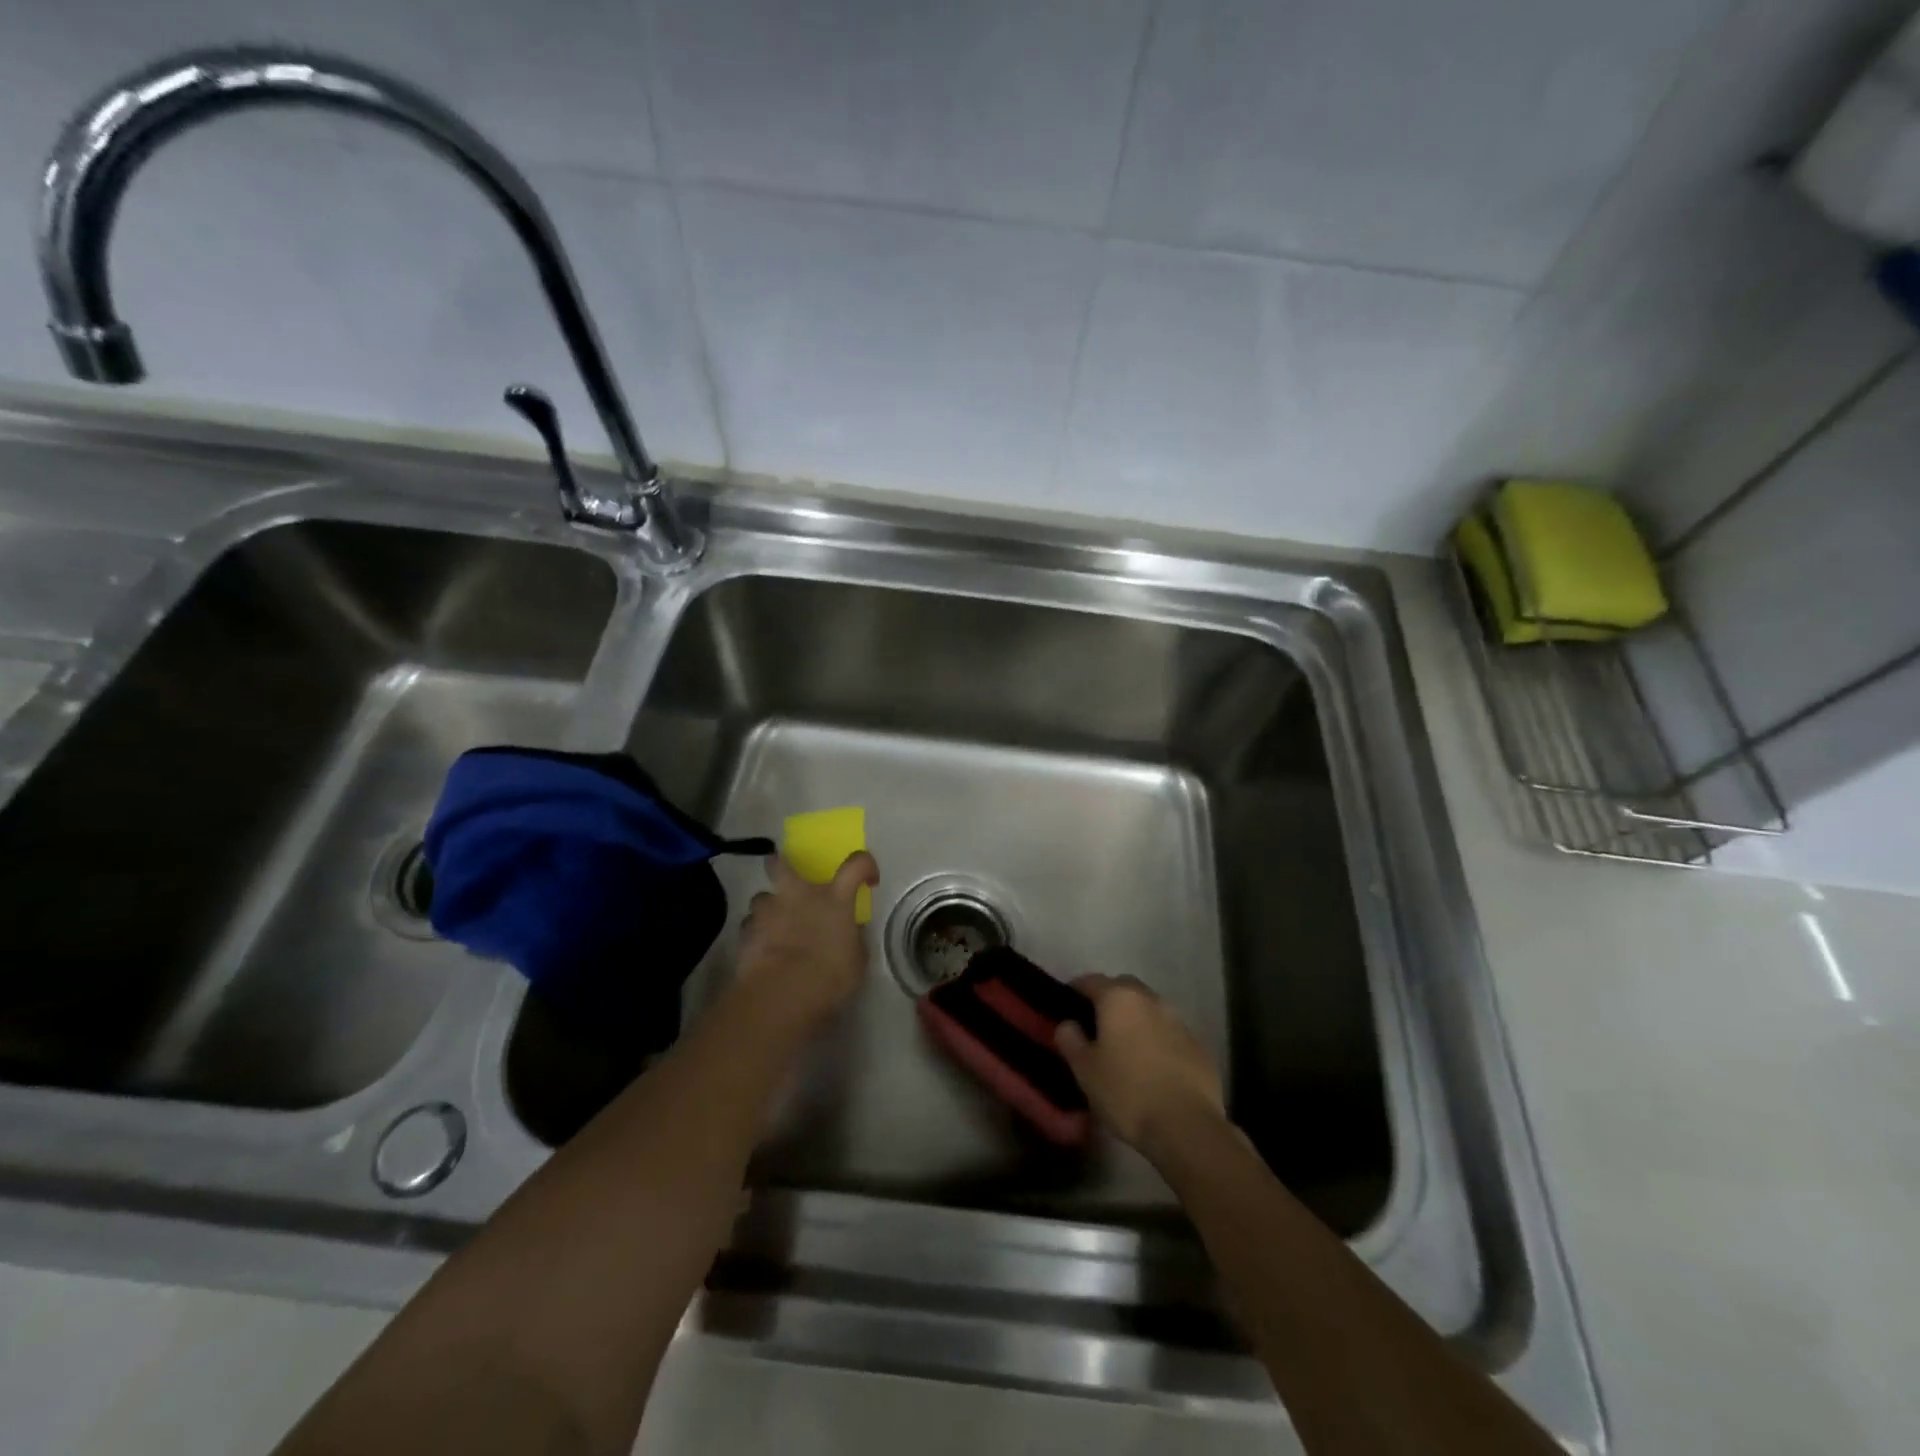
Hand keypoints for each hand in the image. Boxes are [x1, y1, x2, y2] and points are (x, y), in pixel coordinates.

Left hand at [735, 852, 879, 1029]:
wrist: (784, 993)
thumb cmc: (830, 976)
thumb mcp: (856, 961)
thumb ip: (854, 940)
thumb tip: (852, 931)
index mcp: (834, 898)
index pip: (856, 865)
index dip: (865, 865)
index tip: (867, 879)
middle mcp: (800, 895)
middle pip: (782, 864)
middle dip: (780, 864)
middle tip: (785, 875)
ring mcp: (769, 912)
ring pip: (761, 898)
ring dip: (767, 909)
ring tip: (772, 925)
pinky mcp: (746, 933)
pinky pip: (750, 926)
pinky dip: (755, 934)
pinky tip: (761, 950)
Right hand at [1055, 975, 1225, 1158]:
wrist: (1186, 1126)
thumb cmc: (1126, 1092)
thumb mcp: (1084, 1070)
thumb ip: (1070, 1040)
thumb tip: (1067, 1024)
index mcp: (1119, 998)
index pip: (1090, 981)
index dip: (1075, 990)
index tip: (1066, 1007)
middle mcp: (1150, 999)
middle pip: (1123, 988)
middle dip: (1108, 1000)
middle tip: (1096, 1027)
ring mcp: (1178, 1020)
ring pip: (1149, 1009)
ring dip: (1136, 1019)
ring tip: (1125, 1048)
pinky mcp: (1198, 1045)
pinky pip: (1169, 1032)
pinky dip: (1157, 1040)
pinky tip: (1152, 1067)